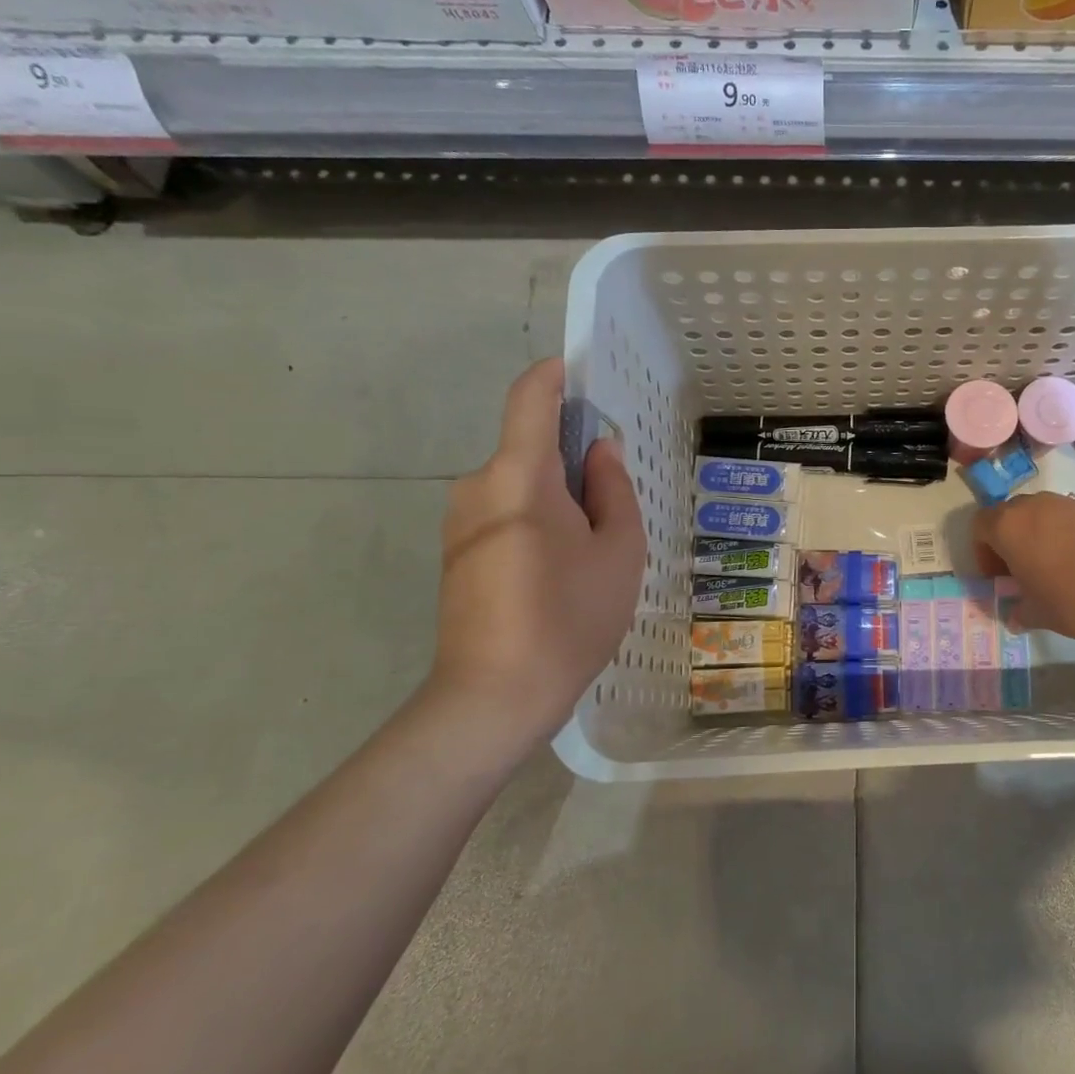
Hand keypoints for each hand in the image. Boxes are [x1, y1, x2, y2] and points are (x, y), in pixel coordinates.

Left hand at [429, 360, 645, 746]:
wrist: (494, 697)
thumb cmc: (570, 617)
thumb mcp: (618, 551)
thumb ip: (613, 489)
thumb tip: (598, 450)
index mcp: (519, 476)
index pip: (530, 397)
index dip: (556, 376)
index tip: (585, 377)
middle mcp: (478, 486)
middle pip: (529, 449)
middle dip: (572, 461)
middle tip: (614, 505)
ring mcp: (460, 522)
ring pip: (519, 486)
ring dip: (557, 498)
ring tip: (592, 551)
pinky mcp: (456, 554)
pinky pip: (504, 515)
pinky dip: (536, 522)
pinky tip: (560, 573)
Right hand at [972, 492, 1074, 643]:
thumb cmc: (1072, 599)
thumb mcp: (1038, 614)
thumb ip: (1019, 610)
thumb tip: (1015, 616)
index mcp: (1008, 526)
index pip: (979, 526)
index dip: (982, 551)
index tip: (997, 576)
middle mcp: (1032, 505)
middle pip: (1008, 515)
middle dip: (1008, 540)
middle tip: (1019, 570)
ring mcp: (1065, 503)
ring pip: (1038, 514)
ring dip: (1035, 534)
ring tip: (1049, 565)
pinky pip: (1064, 517)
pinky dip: (1062, 533)